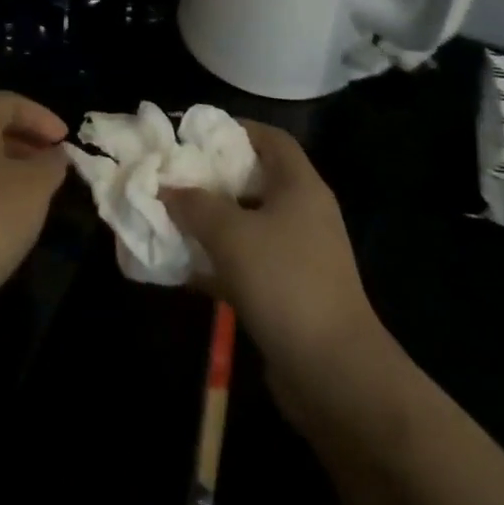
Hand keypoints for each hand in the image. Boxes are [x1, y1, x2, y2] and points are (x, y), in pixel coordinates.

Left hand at [0, 91, 69, 321]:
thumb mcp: (35, 186)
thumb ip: (51, 164)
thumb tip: (54, 156)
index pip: (5, 102)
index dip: (39, 115)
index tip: (65, 141)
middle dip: (26, 143)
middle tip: (54, 166)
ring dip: (10, 173)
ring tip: (38, 197)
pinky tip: (10, 226)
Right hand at [162, 122, 381, 393]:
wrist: (336, 375)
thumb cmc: (285, 283)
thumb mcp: (231, 235)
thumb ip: (195, 205)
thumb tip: (167, 189)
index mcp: (300, 187)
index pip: (271, 139)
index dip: (236, 129)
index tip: (196, 134)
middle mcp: (303, 214)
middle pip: (256, 180)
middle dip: (214, 178)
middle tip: (175, 176)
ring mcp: (299, 256)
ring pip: (248, 225)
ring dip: (211, 223)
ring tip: (170, 218)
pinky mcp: (290, 294)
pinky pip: (247, 264)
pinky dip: (218, 262)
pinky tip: (183, 269)